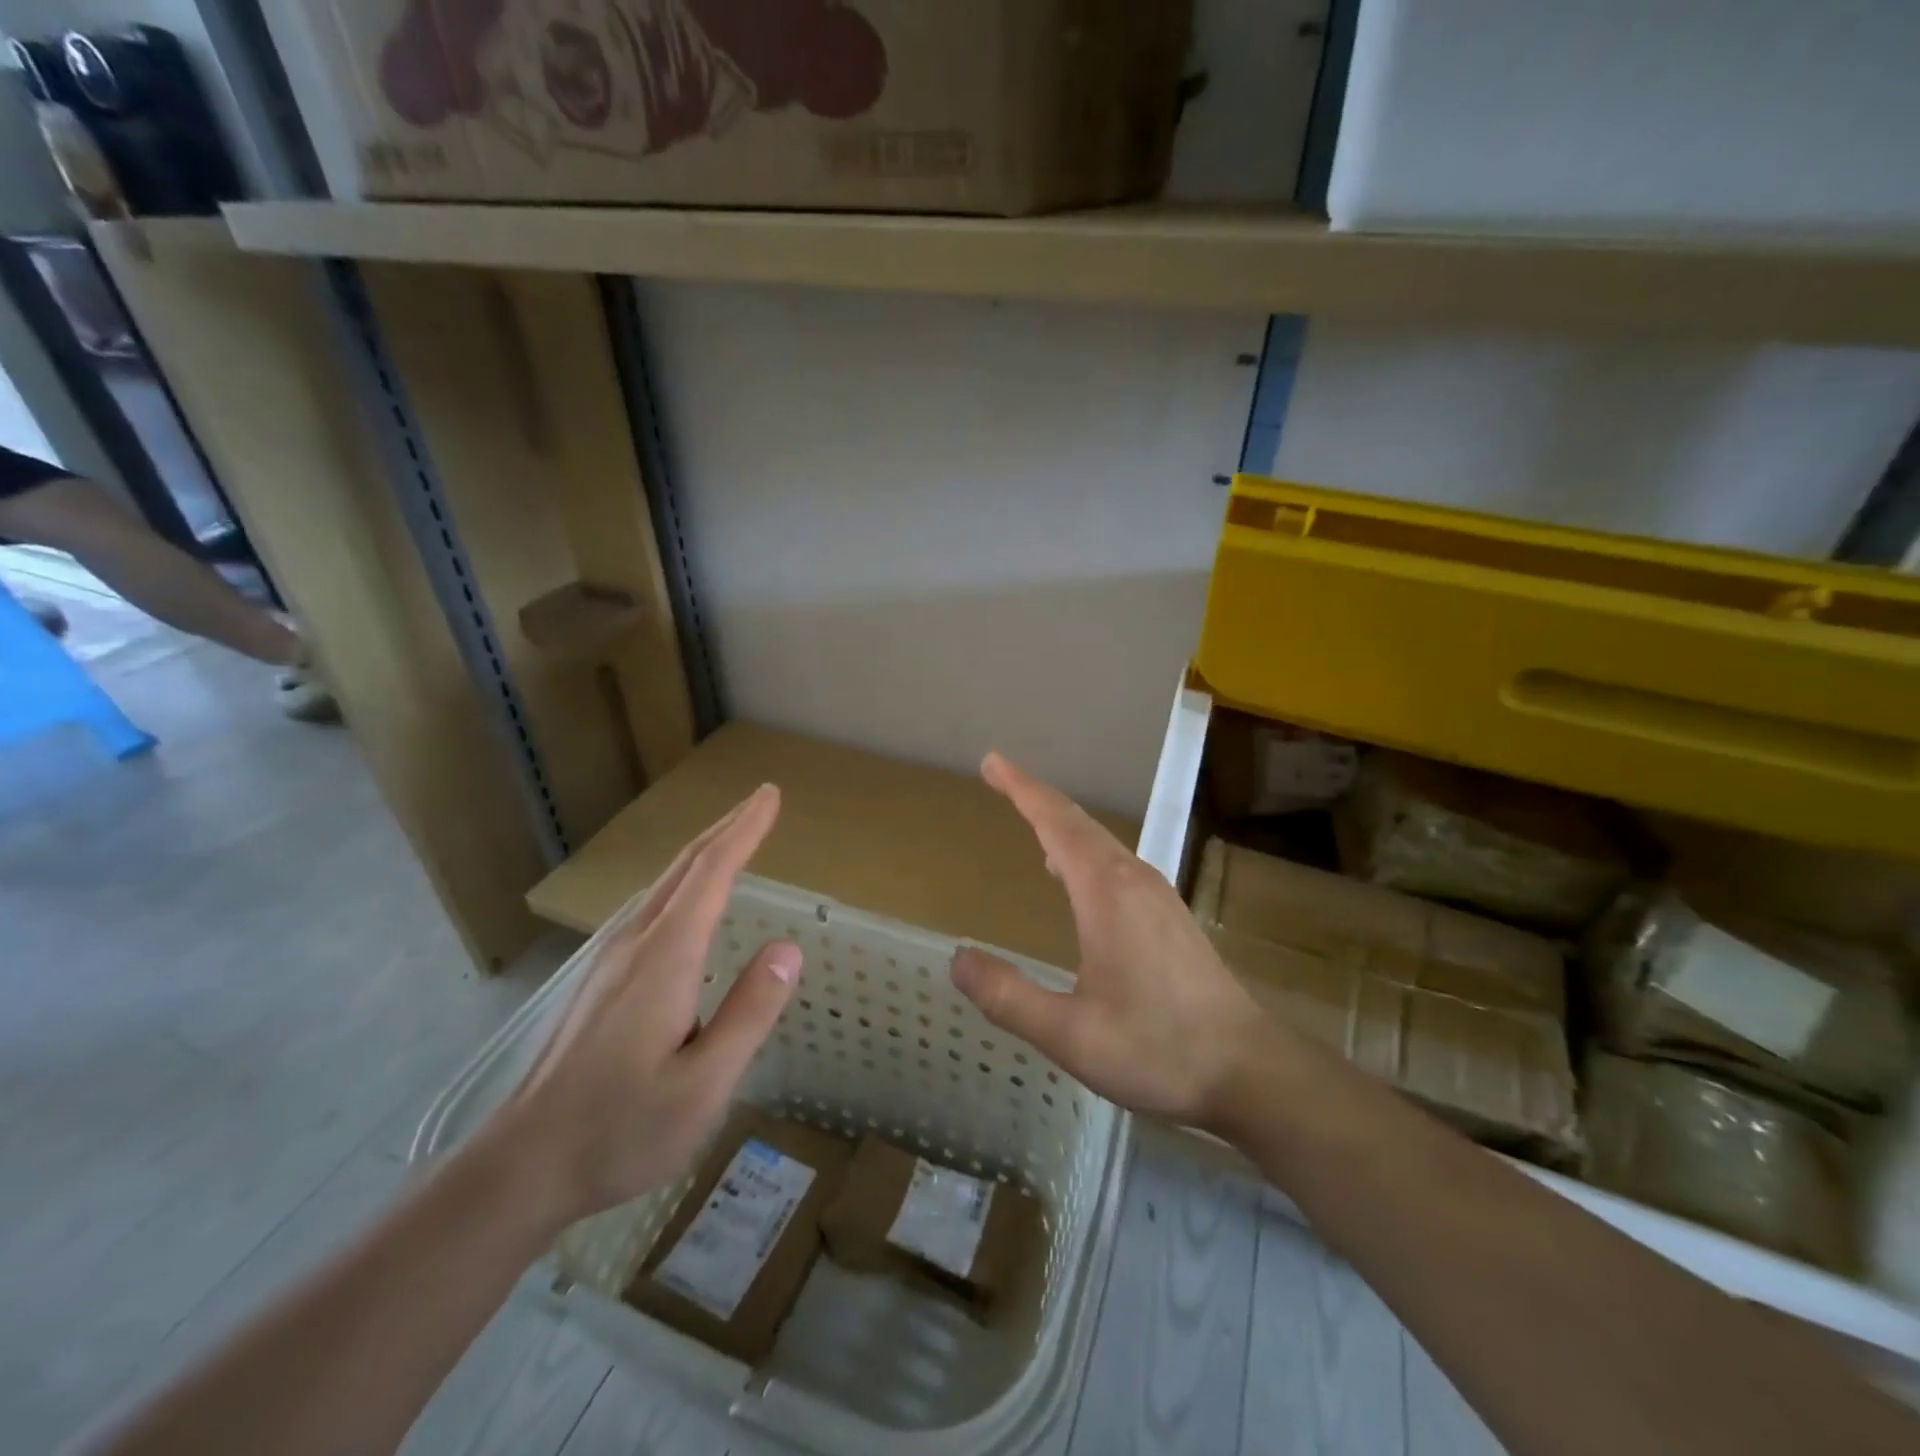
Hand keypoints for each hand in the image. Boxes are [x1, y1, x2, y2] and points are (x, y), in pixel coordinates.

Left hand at [482, 785, 799, 1224]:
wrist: (520, 1166)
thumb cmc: (620, 1130)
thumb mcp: (704, 1084)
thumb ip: (749, 1012)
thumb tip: (788, 948)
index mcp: (666, 958)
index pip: (711, 874)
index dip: (744, 830)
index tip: (770, 796)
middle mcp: (635, 944)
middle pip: (684, 868)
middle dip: (726, 828)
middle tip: (761, 800)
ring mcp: (610, 959)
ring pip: (664, 885)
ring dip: (704, 852)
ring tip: (734, 837)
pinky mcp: (599, 979)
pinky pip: (651, 908)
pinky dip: (683, 882)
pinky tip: (687, 899)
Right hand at [950, 754, 1268, 1129]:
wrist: (1251, 1072)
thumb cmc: (1158, 1050)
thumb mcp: (1070, 1034)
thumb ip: (1009, 997)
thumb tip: (958, 959)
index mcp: (1106, 893)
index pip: (1055, 823)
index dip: (1021, 789)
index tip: (992, 762)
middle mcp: (1133, 880)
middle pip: (1079, 823)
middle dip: (1036, 797)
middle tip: (1000, 776)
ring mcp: (1158, 896)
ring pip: (1102, 842)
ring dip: (1062, 824)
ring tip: (1031, 819)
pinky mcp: (1171, 917)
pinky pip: (1116, 863)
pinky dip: (1085, 850)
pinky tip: (1077, 877)